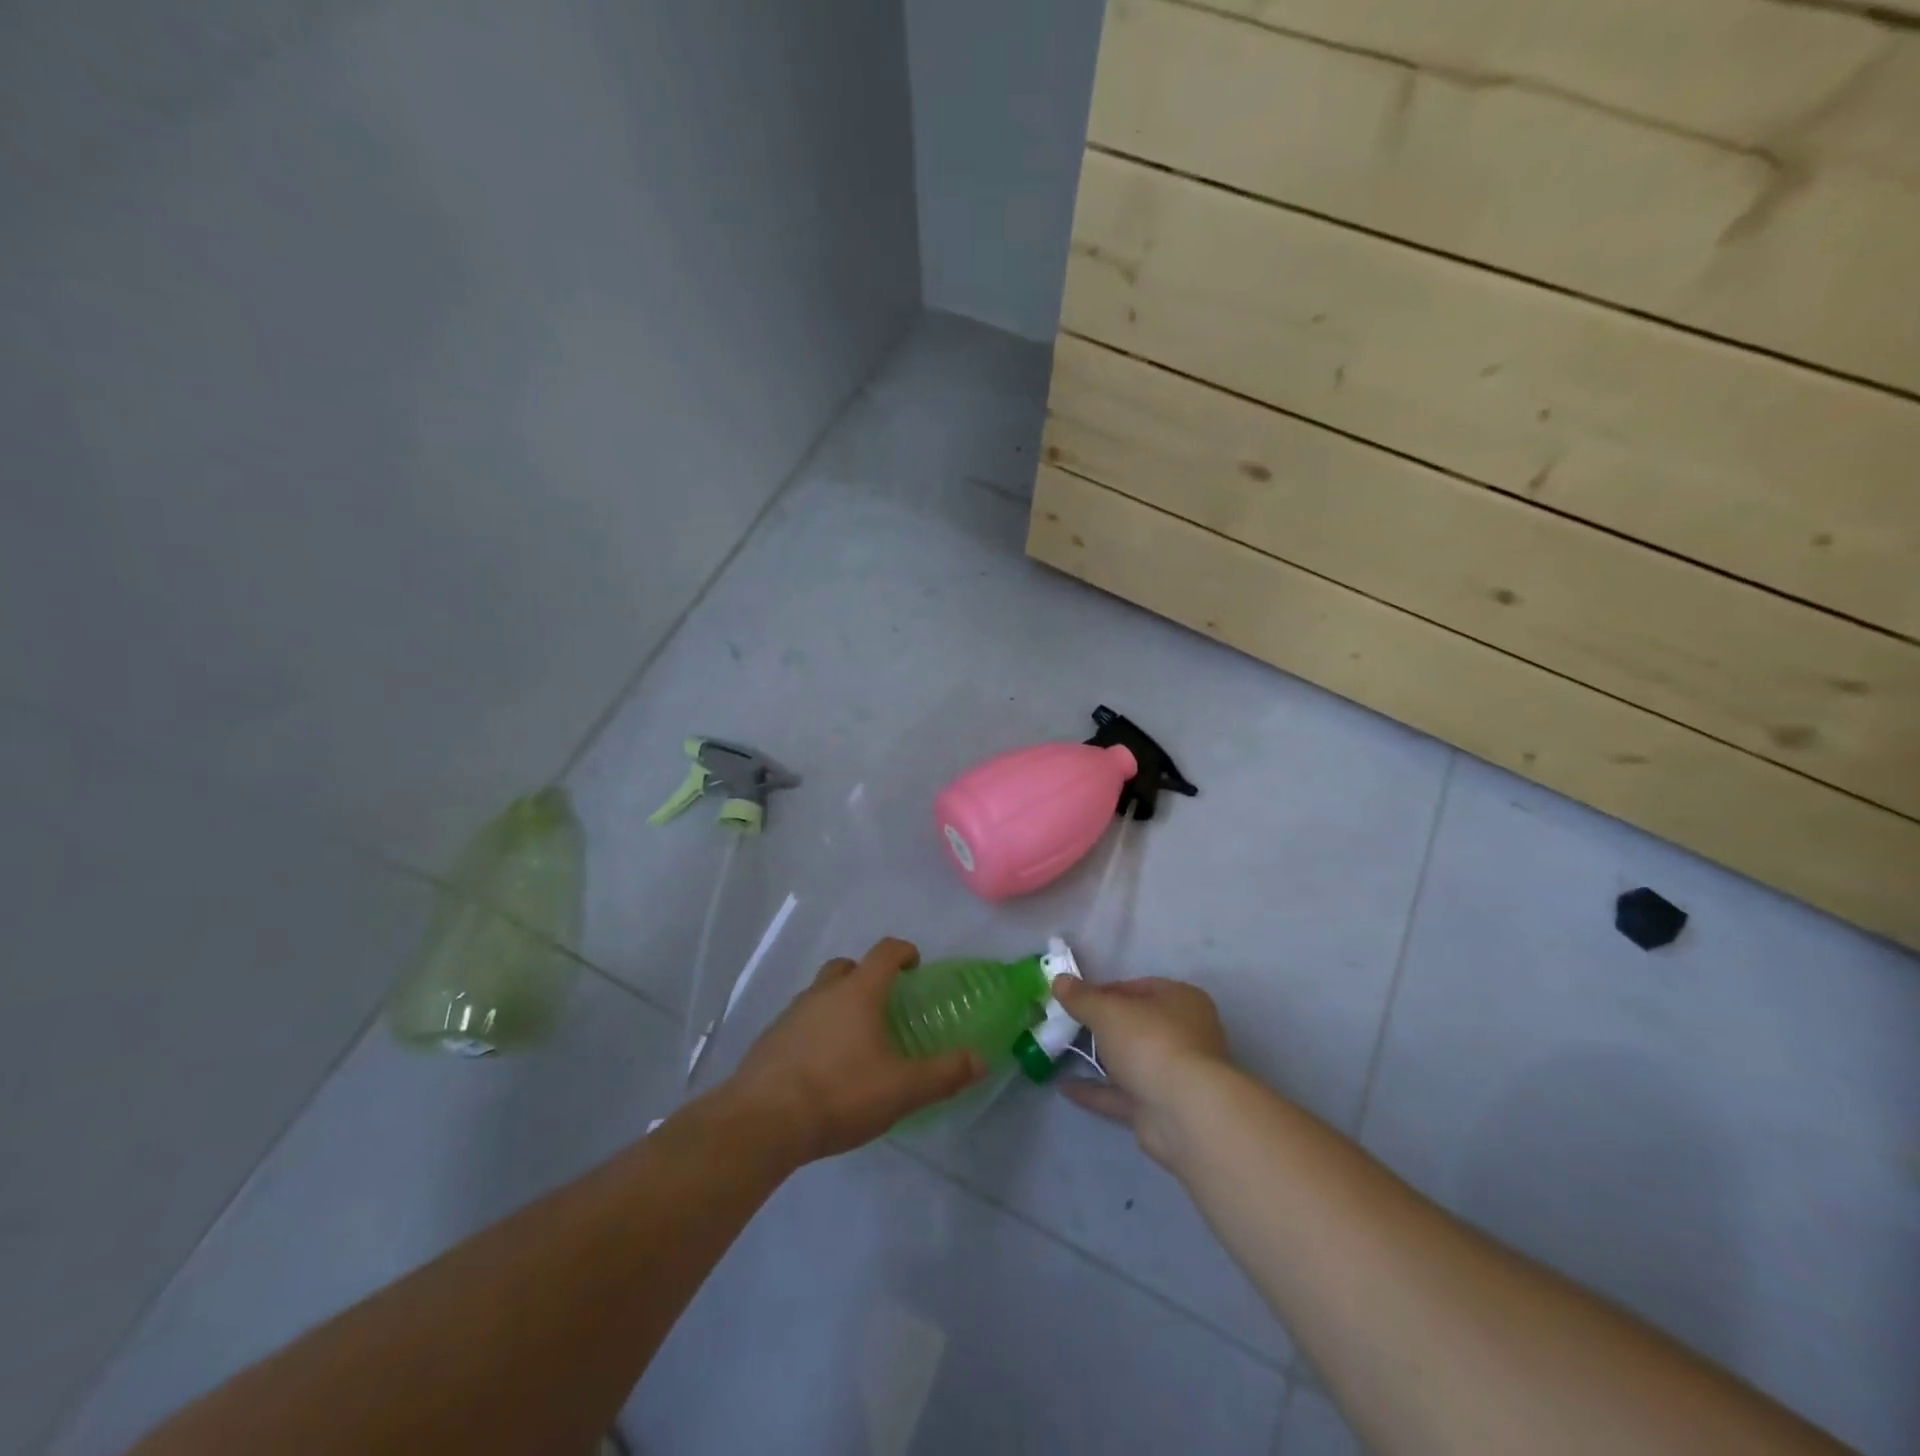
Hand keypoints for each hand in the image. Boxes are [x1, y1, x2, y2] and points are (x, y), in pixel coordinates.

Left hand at [724, 938, 984, 1162]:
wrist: (762, 1122)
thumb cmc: (839, 1094)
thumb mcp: (902, 1089)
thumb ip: (944, 1074)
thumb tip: (980, 1059)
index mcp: (858, 992)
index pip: (884, 952)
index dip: (903, 952)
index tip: (915, 965)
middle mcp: (822, 993)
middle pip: (846, 967)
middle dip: (866, 976)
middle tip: (882, 1004)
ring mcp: (791, 1014)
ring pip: (819, 993)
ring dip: (837, 1004)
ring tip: (852, 1040)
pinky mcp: (769, 1041)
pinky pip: (799, 1022)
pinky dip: (814, 1030)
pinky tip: (821, 1066)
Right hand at [1050, 976, 1230, 1165]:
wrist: (1184, 1113)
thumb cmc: (1150, 1043)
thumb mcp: (1108, 1011)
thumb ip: (1081, 997)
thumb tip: (1059, 980)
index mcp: (1180, 999)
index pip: (1136, 988)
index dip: (1102, 992)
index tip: (1074, 999)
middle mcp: (1183, 1033)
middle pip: (1134, 1024)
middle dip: (1100, 1026)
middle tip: (1066, 1025)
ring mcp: (1173, 1073)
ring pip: (1130, 1060)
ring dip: (1099, 1058)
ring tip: (1062, 1052)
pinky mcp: (1161, 1108)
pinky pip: (1123, 1094)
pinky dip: (1096, 1090)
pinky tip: (1064, 1087)